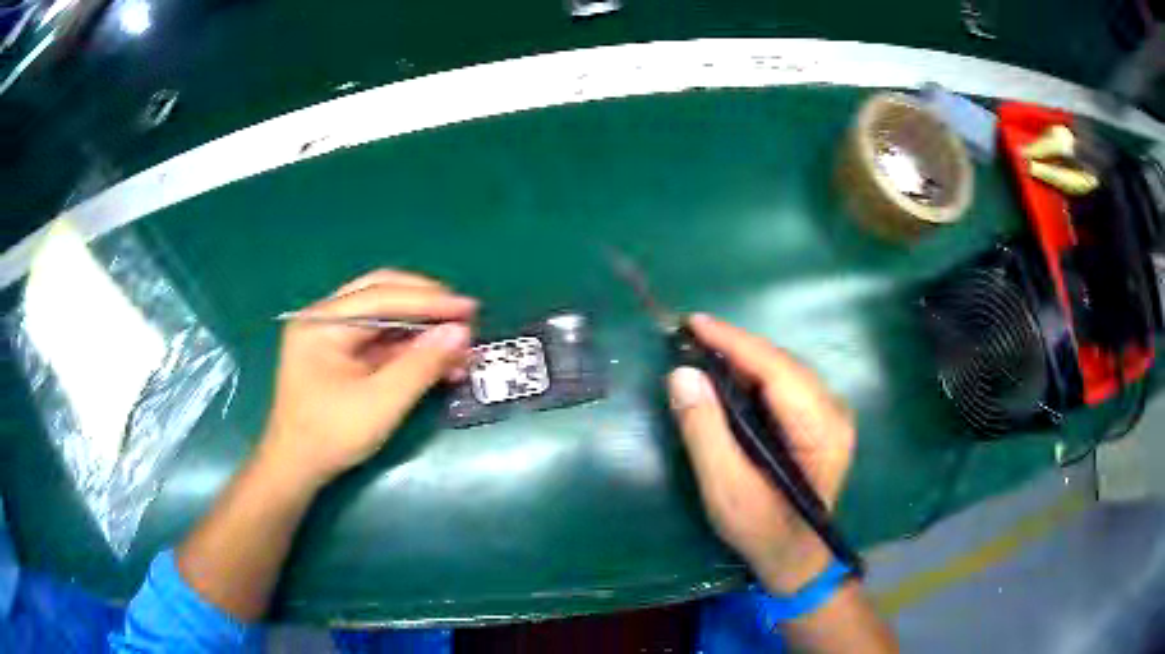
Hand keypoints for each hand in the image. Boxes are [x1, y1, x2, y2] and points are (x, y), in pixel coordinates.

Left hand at [258, 270, 476, 487]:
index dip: (429, 300)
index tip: (470, 308)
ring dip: (422, 330)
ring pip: (384, 317)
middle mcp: (324, 319)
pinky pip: (380, 340)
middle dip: (425, 304)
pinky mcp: (340, 355)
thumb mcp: (381, 403)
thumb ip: (421, 365)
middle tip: (465, 317)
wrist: (296, 470)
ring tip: (458, 347)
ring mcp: (331, 336)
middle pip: (381, 294)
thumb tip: (461, 332)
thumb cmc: (331, 436)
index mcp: (321, 323)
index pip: (381, 296)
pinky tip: (437, 362)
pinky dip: (410, 348)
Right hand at [667, 314, 854, 594]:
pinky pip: (784, 385)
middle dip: (736, 346)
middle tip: (689, 335)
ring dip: (743, 358)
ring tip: (703, 348)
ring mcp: (830, 415)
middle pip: (781, 364)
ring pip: (783, 371)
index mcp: (821, 429)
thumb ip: (705, 432)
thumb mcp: (726, 489)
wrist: (796, 558)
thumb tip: (682, 374)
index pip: (776, 370)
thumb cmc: (763, 530)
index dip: (734, 342)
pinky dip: (753, 376)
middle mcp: (834, 412)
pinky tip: (727, 376)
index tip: (694, 322)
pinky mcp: (820, 421)